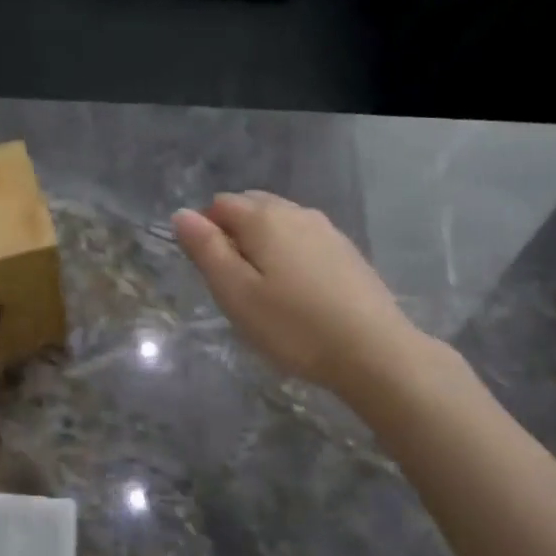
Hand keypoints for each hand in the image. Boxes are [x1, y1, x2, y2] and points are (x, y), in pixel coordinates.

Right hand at [173, 192, 426, 398]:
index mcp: (264, 218)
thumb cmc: (292, 326)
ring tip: (264, 290)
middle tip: (234, 283)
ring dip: (263, 243)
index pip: (219, 204)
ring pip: (281, 222)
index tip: (211, 274)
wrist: (372, 351)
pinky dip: (290, 254)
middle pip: (252, 206)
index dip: (205, 232)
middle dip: (234, 233)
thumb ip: (206, 250)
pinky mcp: (347, 252)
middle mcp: (296, 212)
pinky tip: (296, 291)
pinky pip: (304, 240)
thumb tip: (182, 214)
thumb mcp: (236, 293)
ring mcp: (327, 230)